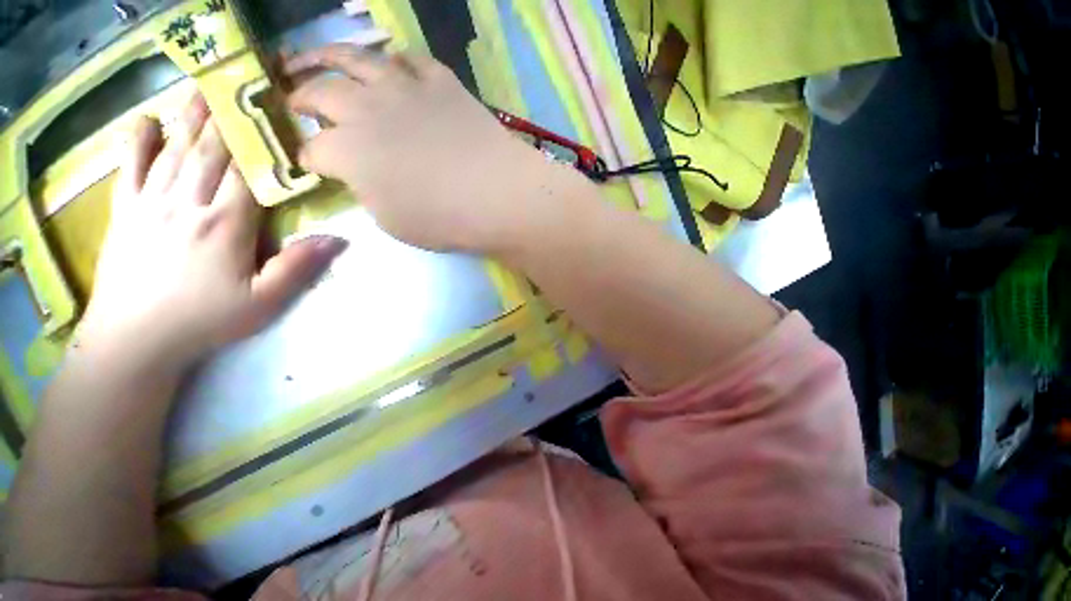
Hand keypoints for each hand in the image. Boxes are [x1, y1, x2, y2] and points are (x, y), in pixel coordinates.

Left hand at [78, 94, 346, 370]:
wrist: (134, 340)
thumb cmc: (206, 320)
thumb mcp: (265, 301)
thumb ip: (299, 266)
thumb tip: (337, 238)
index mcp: (226, 224)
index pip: (248, 173)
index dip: (261, 143)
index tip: (273, 116)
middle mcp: (188, 204)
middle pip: (211, 153)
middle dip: (226, 119)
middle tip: (238, 86)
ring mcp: (152, 205)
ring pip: (175, 152)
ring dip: (190, 119)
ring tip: (203, 90)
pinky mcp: (126, 213)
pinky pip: (130, 169)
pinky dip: (137, 142)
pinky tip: (146, 120)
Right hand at [286, 45, 586, 253]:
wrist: (497, 196)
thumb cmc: (444, 220)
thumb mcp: (393, 221)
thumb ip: (368, 192)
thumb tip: (363, 174)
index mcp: (348, 152)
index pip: (312, 148)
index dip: (306, 155)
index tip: (307, 161)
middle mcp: (366, 109)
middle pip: (319, 91)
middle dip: (298, 95)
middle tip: (290, 95)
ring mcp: (404, 89)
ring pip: (355, 58)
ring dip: (328, 55)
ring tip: (314, 56)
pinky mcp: (441, 83)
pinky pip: (412, 59)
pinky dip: (398, 60)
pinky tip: (393, 65)